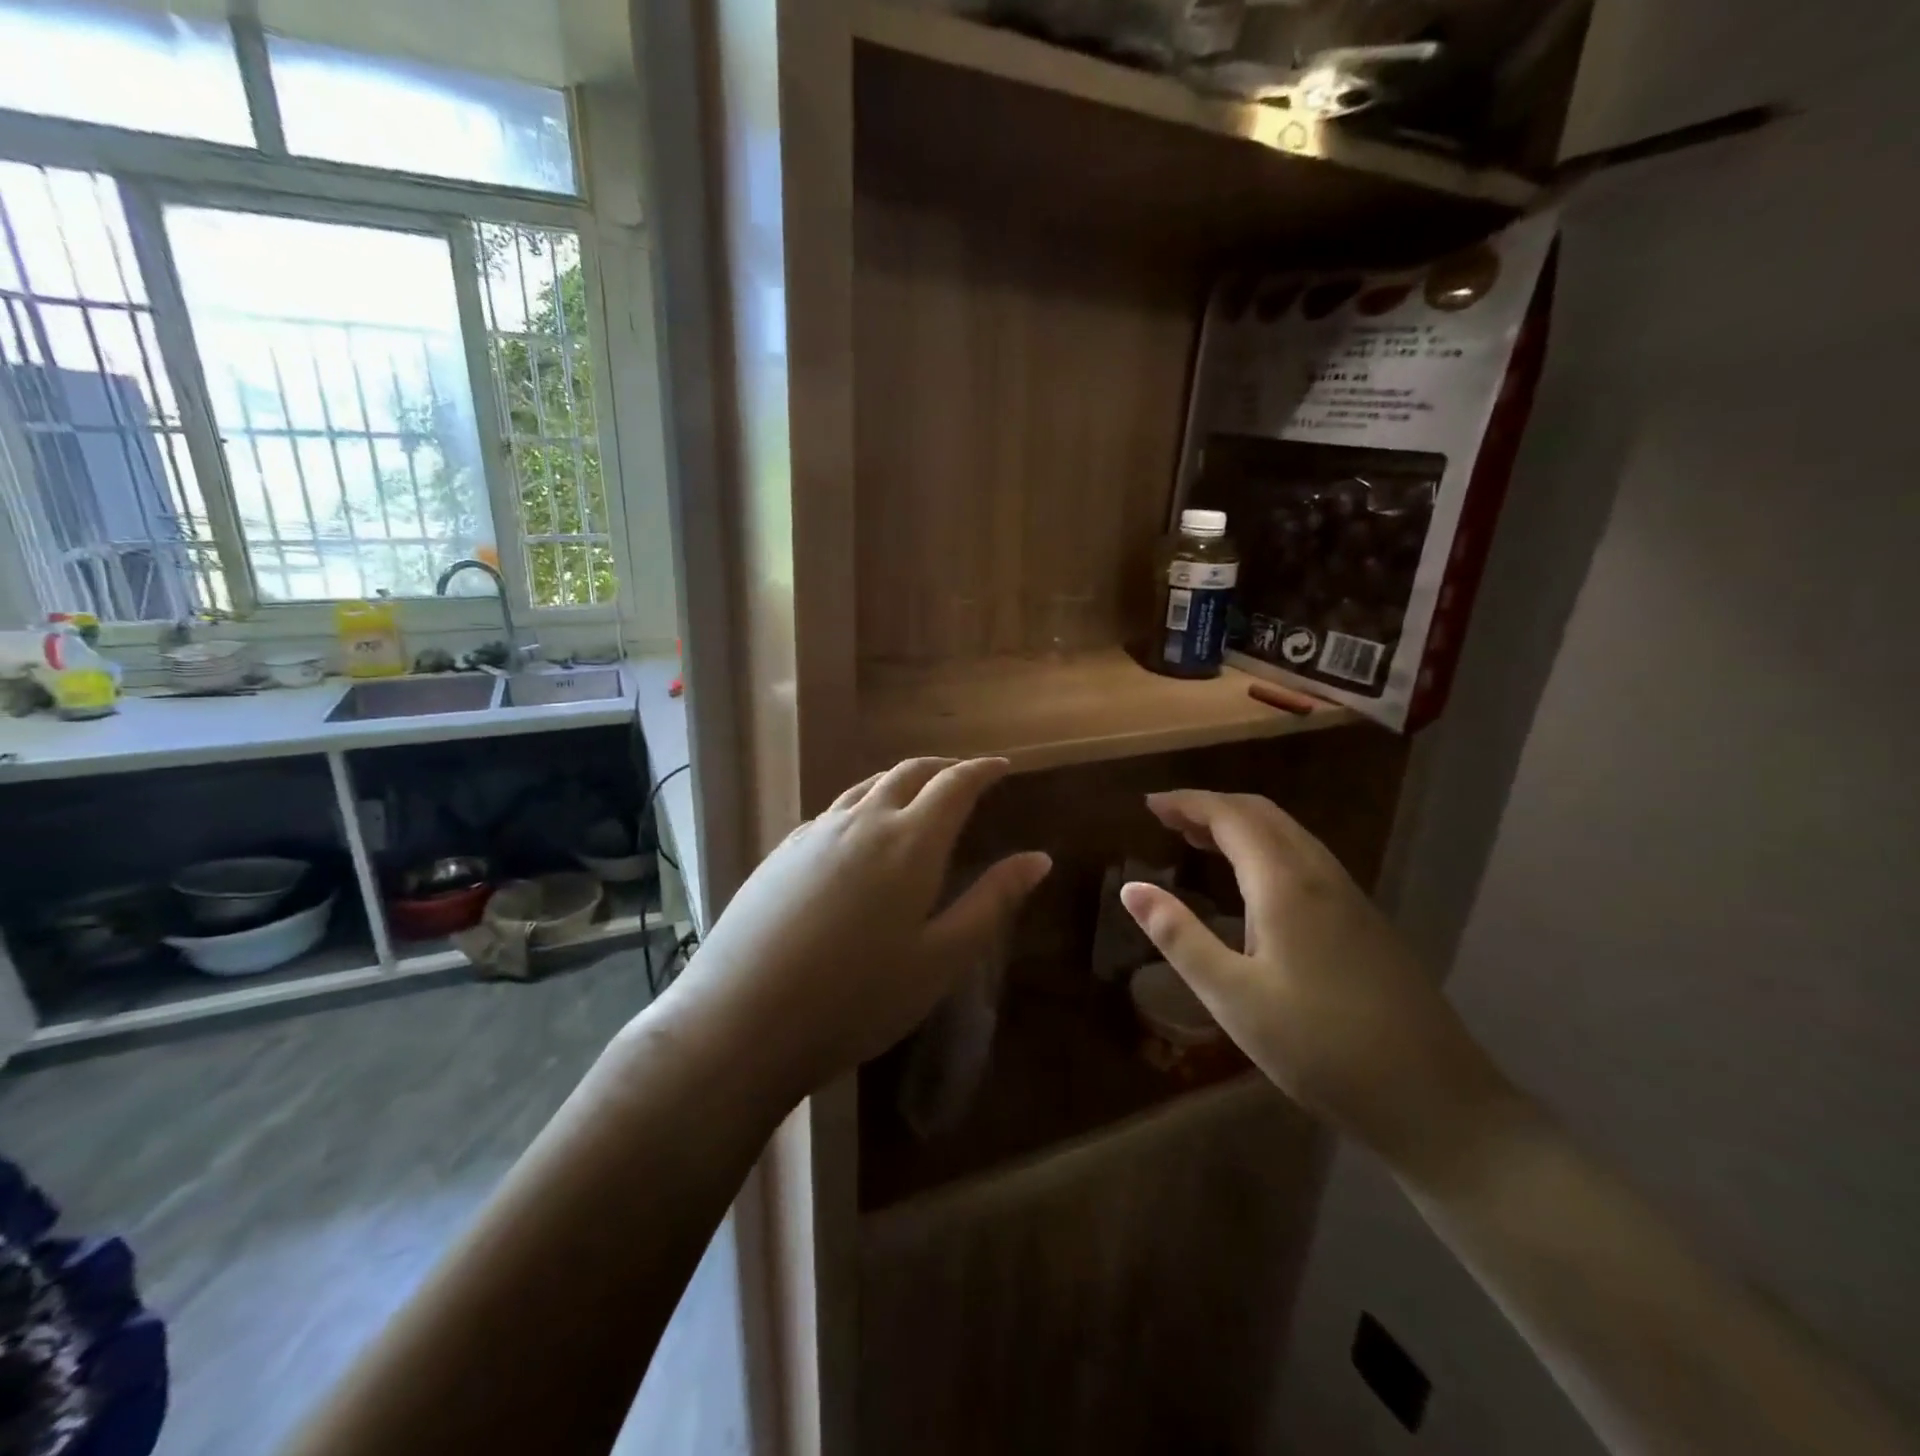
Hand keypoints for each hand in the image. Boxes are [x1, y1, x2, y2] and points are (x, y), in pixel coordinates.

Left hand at [662, 758, 1050, 1105]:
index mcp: (909, 842)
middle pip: (908, 773)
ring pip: (866, 787)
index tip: (1003, 766)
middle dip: (943, 767)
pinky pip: (833, 811)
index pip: (954, 785)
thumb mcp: (941, 959)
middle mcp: (862, 822)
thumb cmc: (857, 998)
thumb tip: (1038, 859)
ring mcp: (815, 834)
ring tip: (917, 796)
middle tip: (965, 776)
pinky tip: (858, 834)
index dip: (982, 770)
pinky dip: (862, 805)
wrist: (743, 1019)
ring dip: (900, 782)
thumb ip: (992, 902)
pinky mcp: (782, 852)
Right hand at [1119, 791, 1514, 1174]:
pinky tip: (1255, 883)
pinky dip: (1267, 848)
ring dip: (1241, 825)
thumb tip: (1131, 888)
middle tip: (1168, 818)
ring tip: (1200, 840)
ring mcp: (1351, 897)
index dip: (1188, 803)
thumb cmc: (1319, 1048)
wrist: (1436, 1100)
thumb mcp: (1233, 997)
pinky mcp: (1366, 922)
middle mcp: (1321, 876)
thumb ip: (1179, 937)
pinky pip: (1306, 858)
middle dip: (1212, 807)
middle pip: (1263, 815)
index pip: (1231, 817)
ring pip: (1289, 834)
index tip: (1149, 804)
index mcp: (1286, 884)